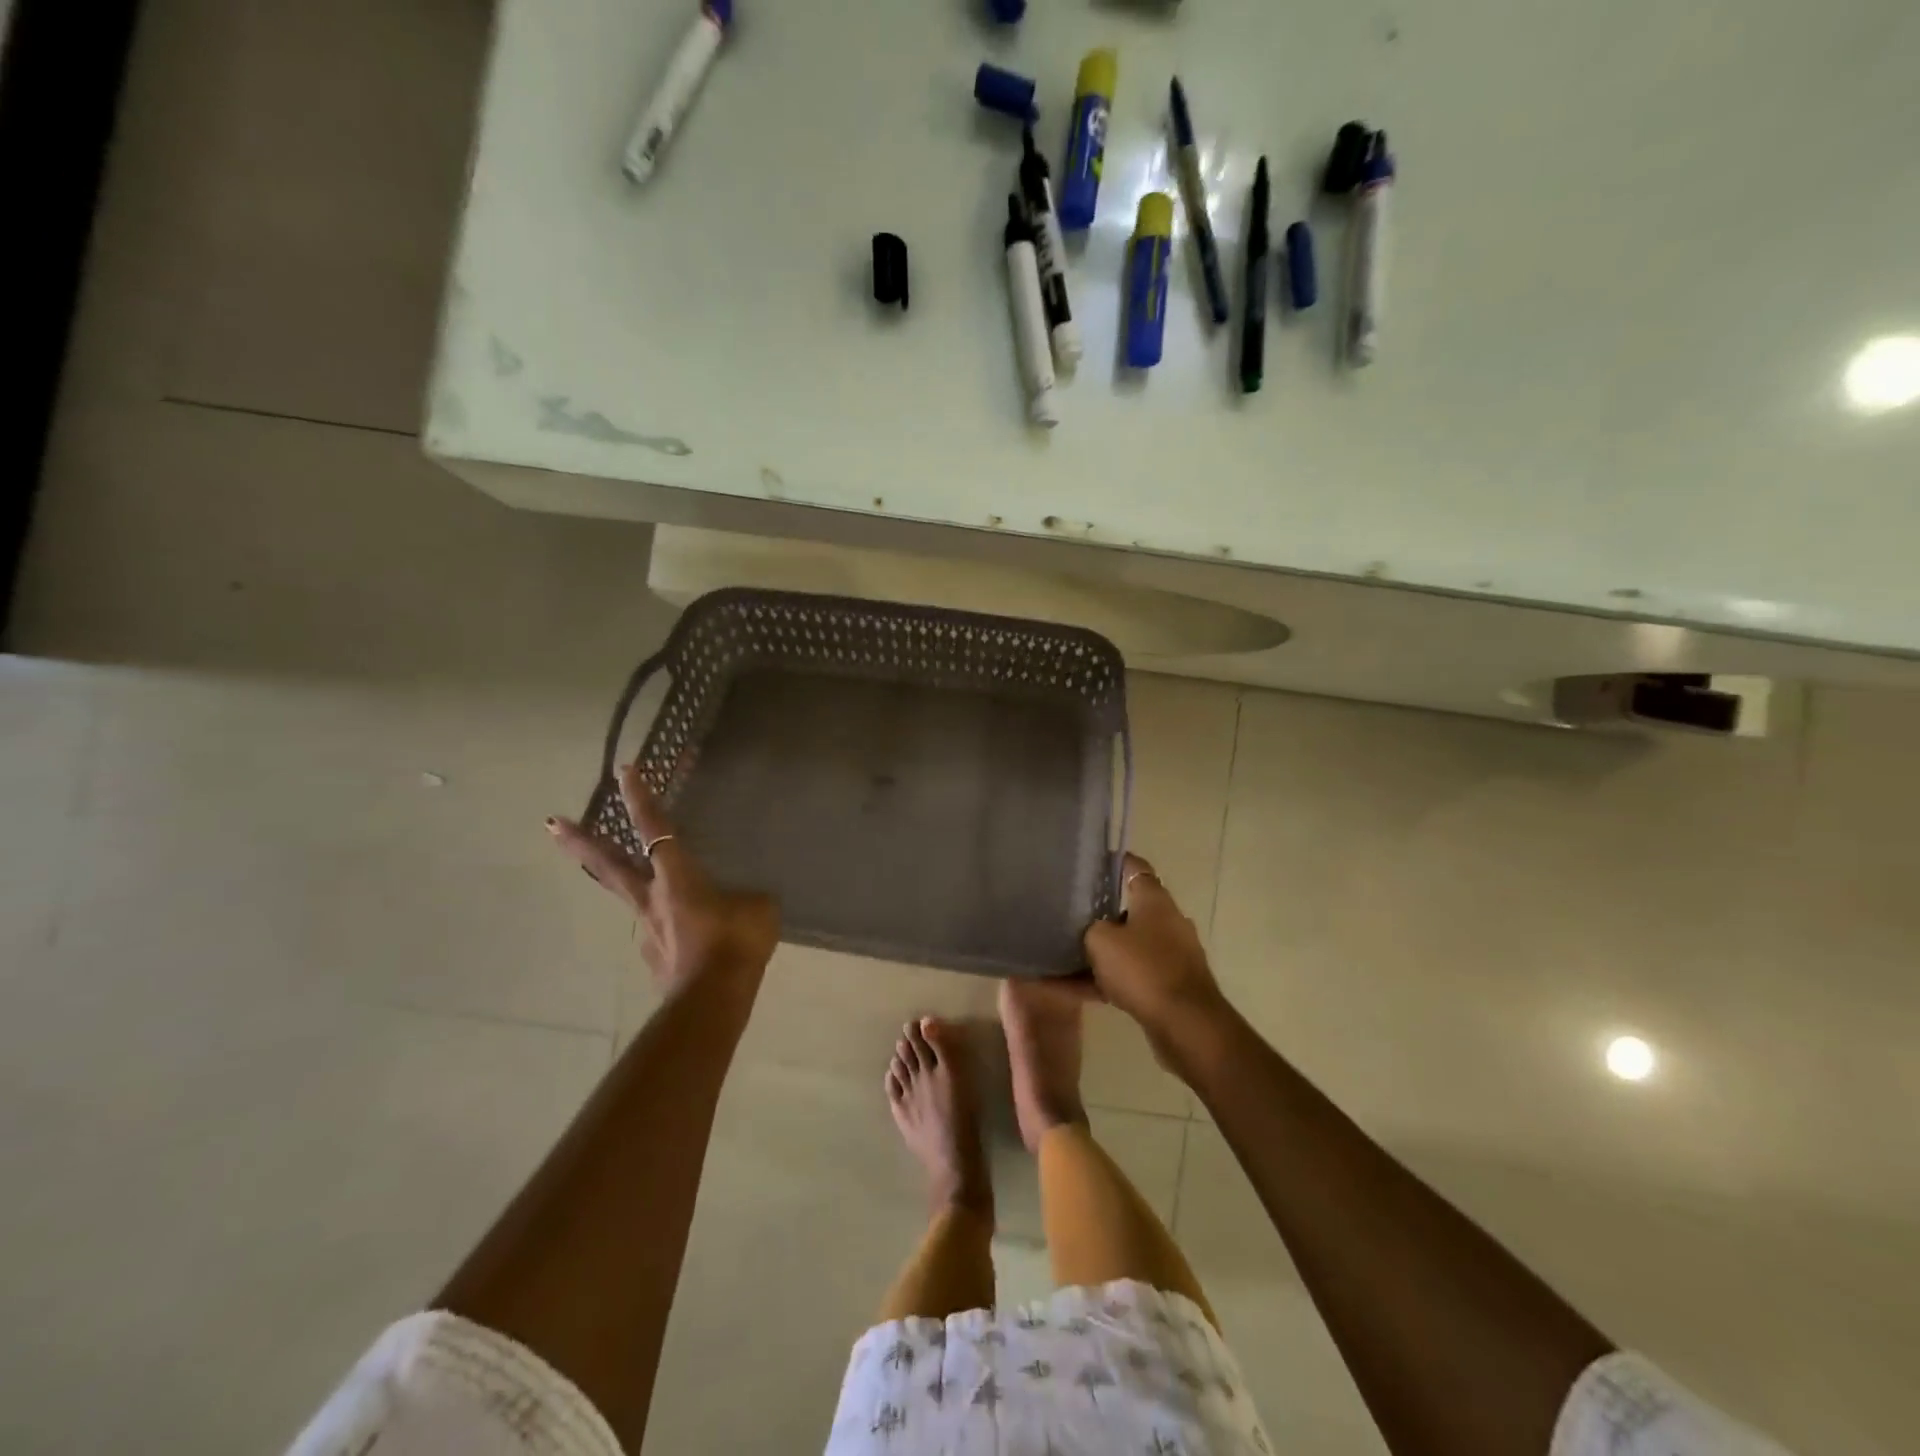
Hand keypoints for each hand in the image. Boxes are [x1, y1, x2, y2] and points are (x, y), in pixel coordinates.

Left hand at [548, 765, 779, 992]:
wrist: (714, 998)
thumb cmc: (736, 941)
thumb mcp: (759, 907)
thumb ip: (747, 897)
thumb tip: (742, 903)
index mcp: (677, 877)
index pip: (655, 828)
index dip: (640, 799)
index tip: (624, 771)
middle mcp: (652, 899)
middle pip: (609, 864)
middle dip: (581, 842)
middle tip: (552, 823)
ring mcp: (646, 931)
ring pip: (635, 902)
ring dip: (640, 894)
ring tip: (673, 903)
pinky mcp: (652, 959)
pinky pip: (661, 937)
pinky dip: (672, 934)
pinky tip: (692, 944)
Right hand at [1084, 853, 1230, 1042]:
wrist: (1186, 1024)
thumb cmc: (1143, 969)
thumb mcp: (1101, 941)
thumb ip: (1090, 928)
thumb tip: (1093, 929)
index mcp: (1154, 900)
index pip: (1133, 867)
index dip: (1111, 862)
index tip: (1088, 865)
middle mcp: (1167, 921)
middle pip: (1129, 908)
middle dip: (1100, 913)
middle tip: (1069, 915)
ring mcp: (1172, 953)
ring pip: (1128, 946)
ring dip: (1101, 952)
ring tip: (1065, 958)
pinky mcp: (1170, 984)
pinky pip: (1131, 976)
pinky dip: (1106, 981)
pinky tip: (1075, 992)